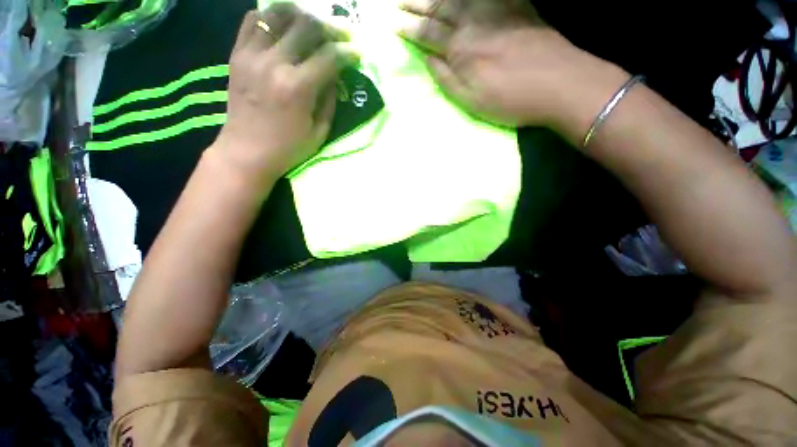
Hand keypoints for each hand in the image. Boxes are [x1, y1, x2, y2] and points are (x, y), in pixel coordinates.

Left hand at [213, 4, 356, 184]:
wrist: (246, 151)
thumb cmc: (288, 148)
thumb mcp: (319, 131)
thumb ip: (329, 99)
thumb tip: (336, 74)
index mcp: (298, 88)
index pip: (329, 56)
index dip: (348, 51)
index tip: (356, 52)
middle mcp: (275, 63)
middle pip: (307, 25)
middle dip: (329, 27)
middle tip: (339, 36)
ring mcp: (252, 54)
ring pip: (279, 14)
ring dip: (301, 15)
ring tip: (313, 24)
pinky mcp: (237, 54)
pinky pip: (254, 20)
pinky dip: (272, 17)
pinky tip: (284, 26)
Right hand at [398, 0, 625, 132]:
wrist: (560, 84)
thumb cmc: (510, 101)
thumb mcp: (470, 101)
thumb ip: (446, 79)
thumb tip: (428, 58)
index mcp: (460, 50)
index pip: (426, 34)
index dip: (408, 27)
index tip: (392, 22)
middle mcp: (474, 22)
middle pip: (439, 9)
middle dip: (417, 5)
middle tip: (401, 2)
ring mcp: (497, 9)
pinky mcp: (516, 6)